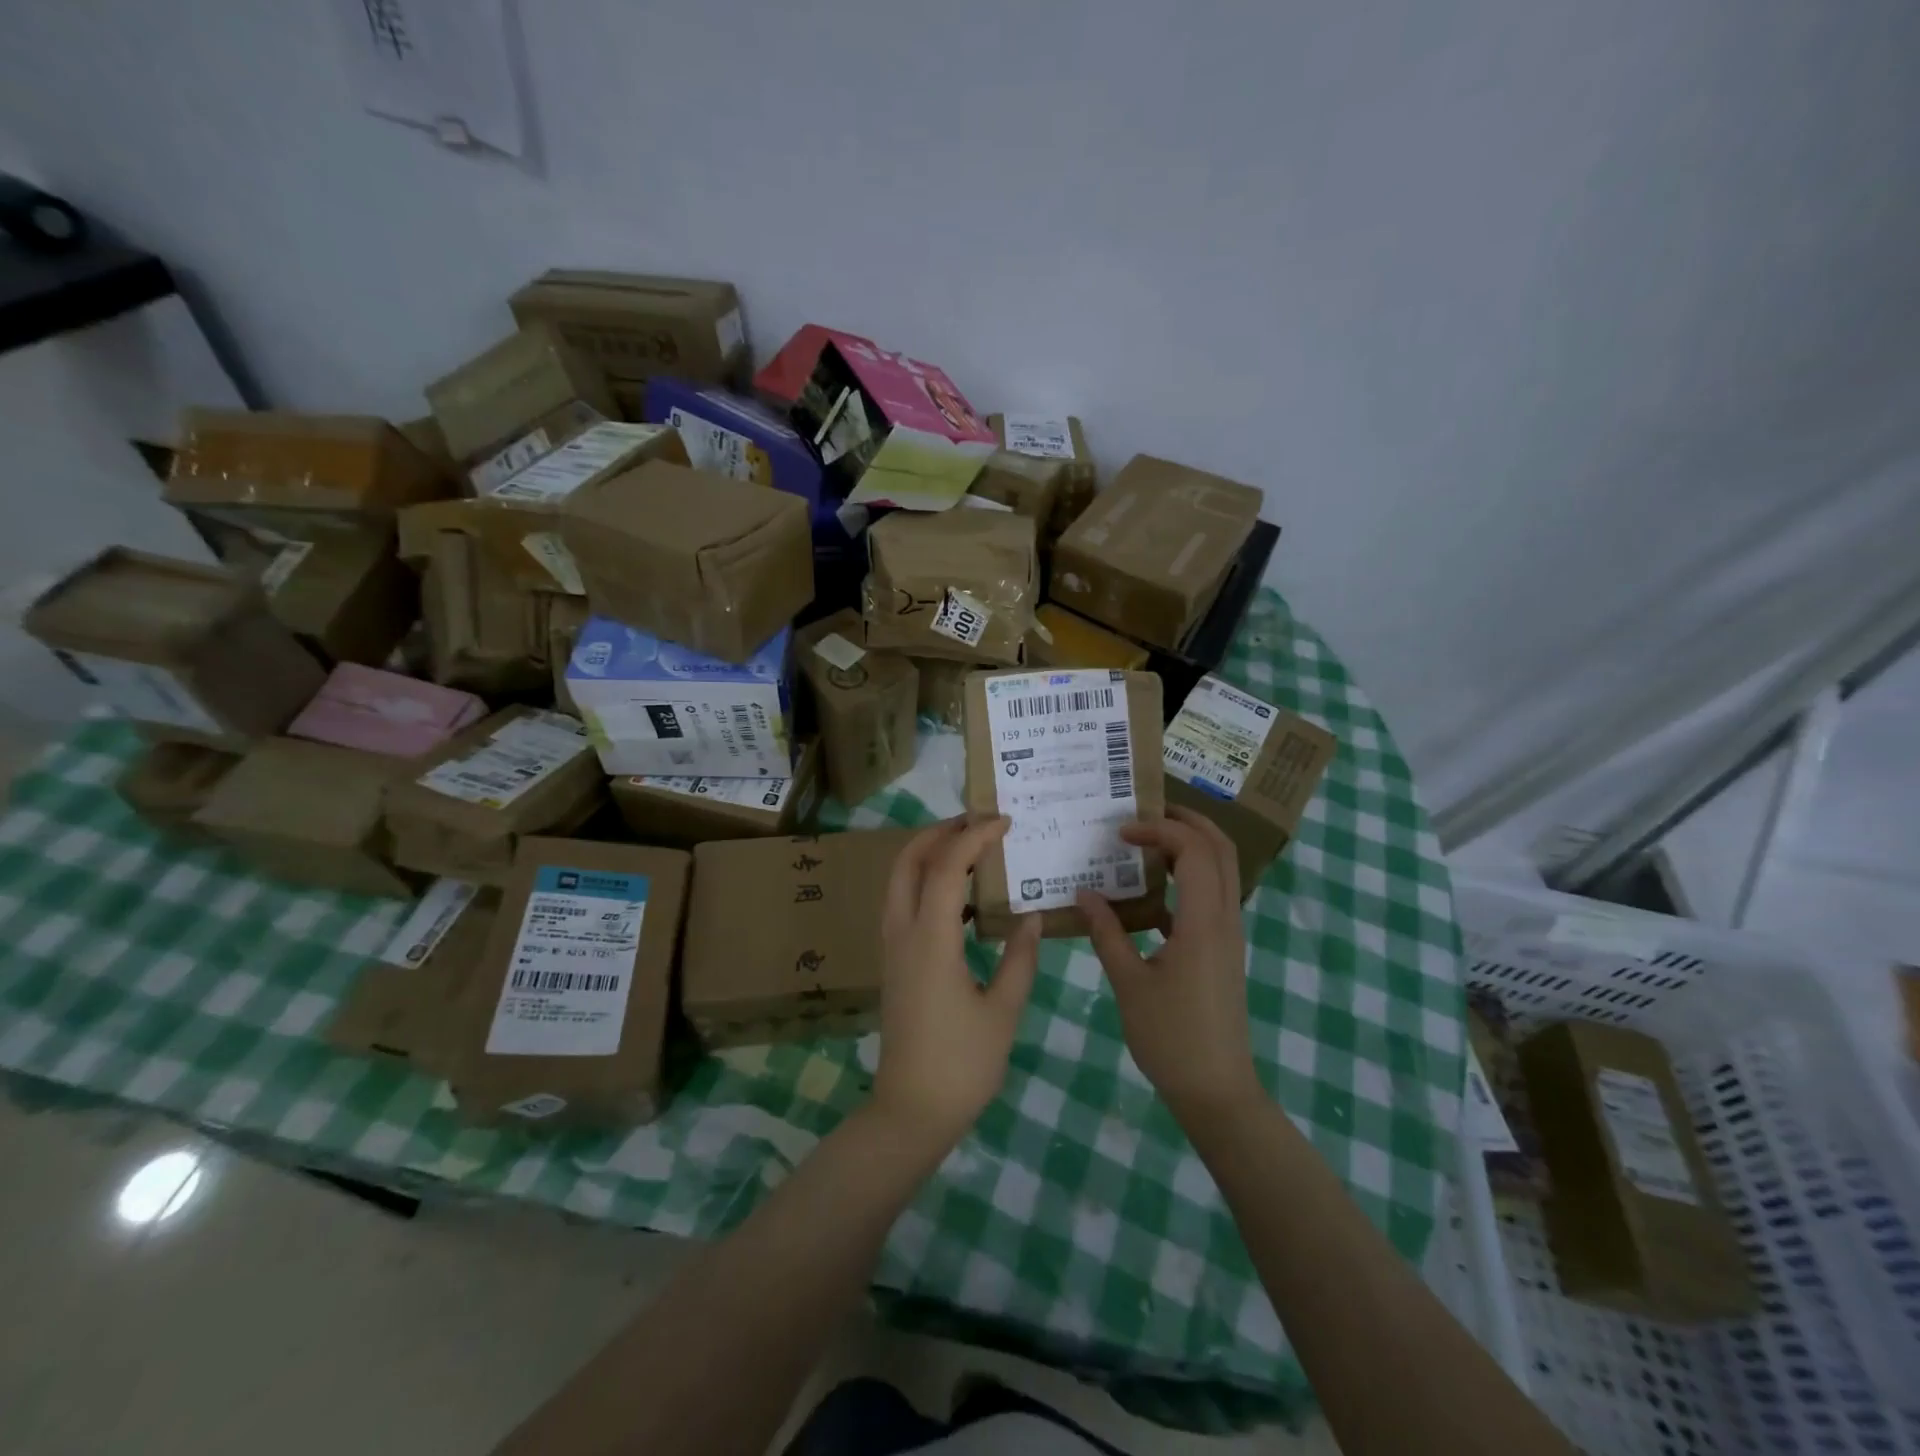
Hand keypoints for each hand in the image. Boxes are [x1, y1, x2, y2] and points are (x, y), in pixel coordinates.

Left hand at [873, 817, 1041, 1149]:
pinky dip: (926, 882)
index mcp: (931, 940)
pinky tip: (960, 896)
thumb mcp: (1003, 1011)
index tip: (1004, 821)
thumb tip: (1032, 917)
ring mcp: (892, 947)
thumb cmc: (962, 1064)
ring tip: (970, 848)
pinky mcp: (893, 963)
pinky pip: (903, 903)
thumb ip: (1020, 958)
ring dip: (928, 854)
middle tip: (977, 821)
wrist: (911, 1111)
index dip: (975, 836)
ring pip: (899, 881)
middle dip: (938, 832)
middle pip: (907, 861)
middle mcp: (903, 933)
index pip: (948, 867)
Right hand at [1077, 807, 1260, 1123]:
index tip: (1120, 832)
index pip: (1193, 850)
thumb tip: (1084, 893)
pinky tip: (1149, 895)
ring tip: (1147, 841)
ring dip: (1190, 846)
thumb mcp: (1128, 983)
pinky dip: (1187, 879)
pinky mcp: (1223, 950)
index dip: (1159, 828)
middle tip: (1145, 812)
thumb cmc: (1170, 1038)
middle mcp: (1224, 919)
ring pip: (1221, 871)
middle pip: (1220, 849)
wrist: (1216, 1091)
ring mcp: (1228, 935)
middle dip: (1186, 821)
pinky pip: (1212, 897)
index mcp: (1203, 922)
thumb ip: (1106, 933)